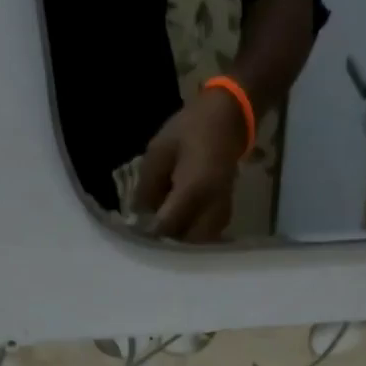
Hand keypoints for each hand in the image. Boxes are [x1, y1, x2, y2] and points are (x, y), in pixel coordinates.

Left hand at [134, 88, 249, 242]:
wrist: (228, 121)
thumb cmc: (191, 129)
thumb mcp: (160, 150)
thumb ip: (148, 185)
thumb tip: (138, 214)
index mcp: (193, 189)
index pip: (167, 225)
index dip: (149, 231)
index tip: (137, 229)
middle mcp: (210, 209)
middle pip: (182, 242)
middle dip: (165, 239)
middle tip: (151, 229)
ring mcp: (220, 216)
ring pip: (194, 244)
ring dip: (178, 241)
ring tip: (165, 227)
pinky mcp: (224, 218)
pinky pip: (204, 238)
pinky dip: (190, 236)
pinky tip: (180, 223)